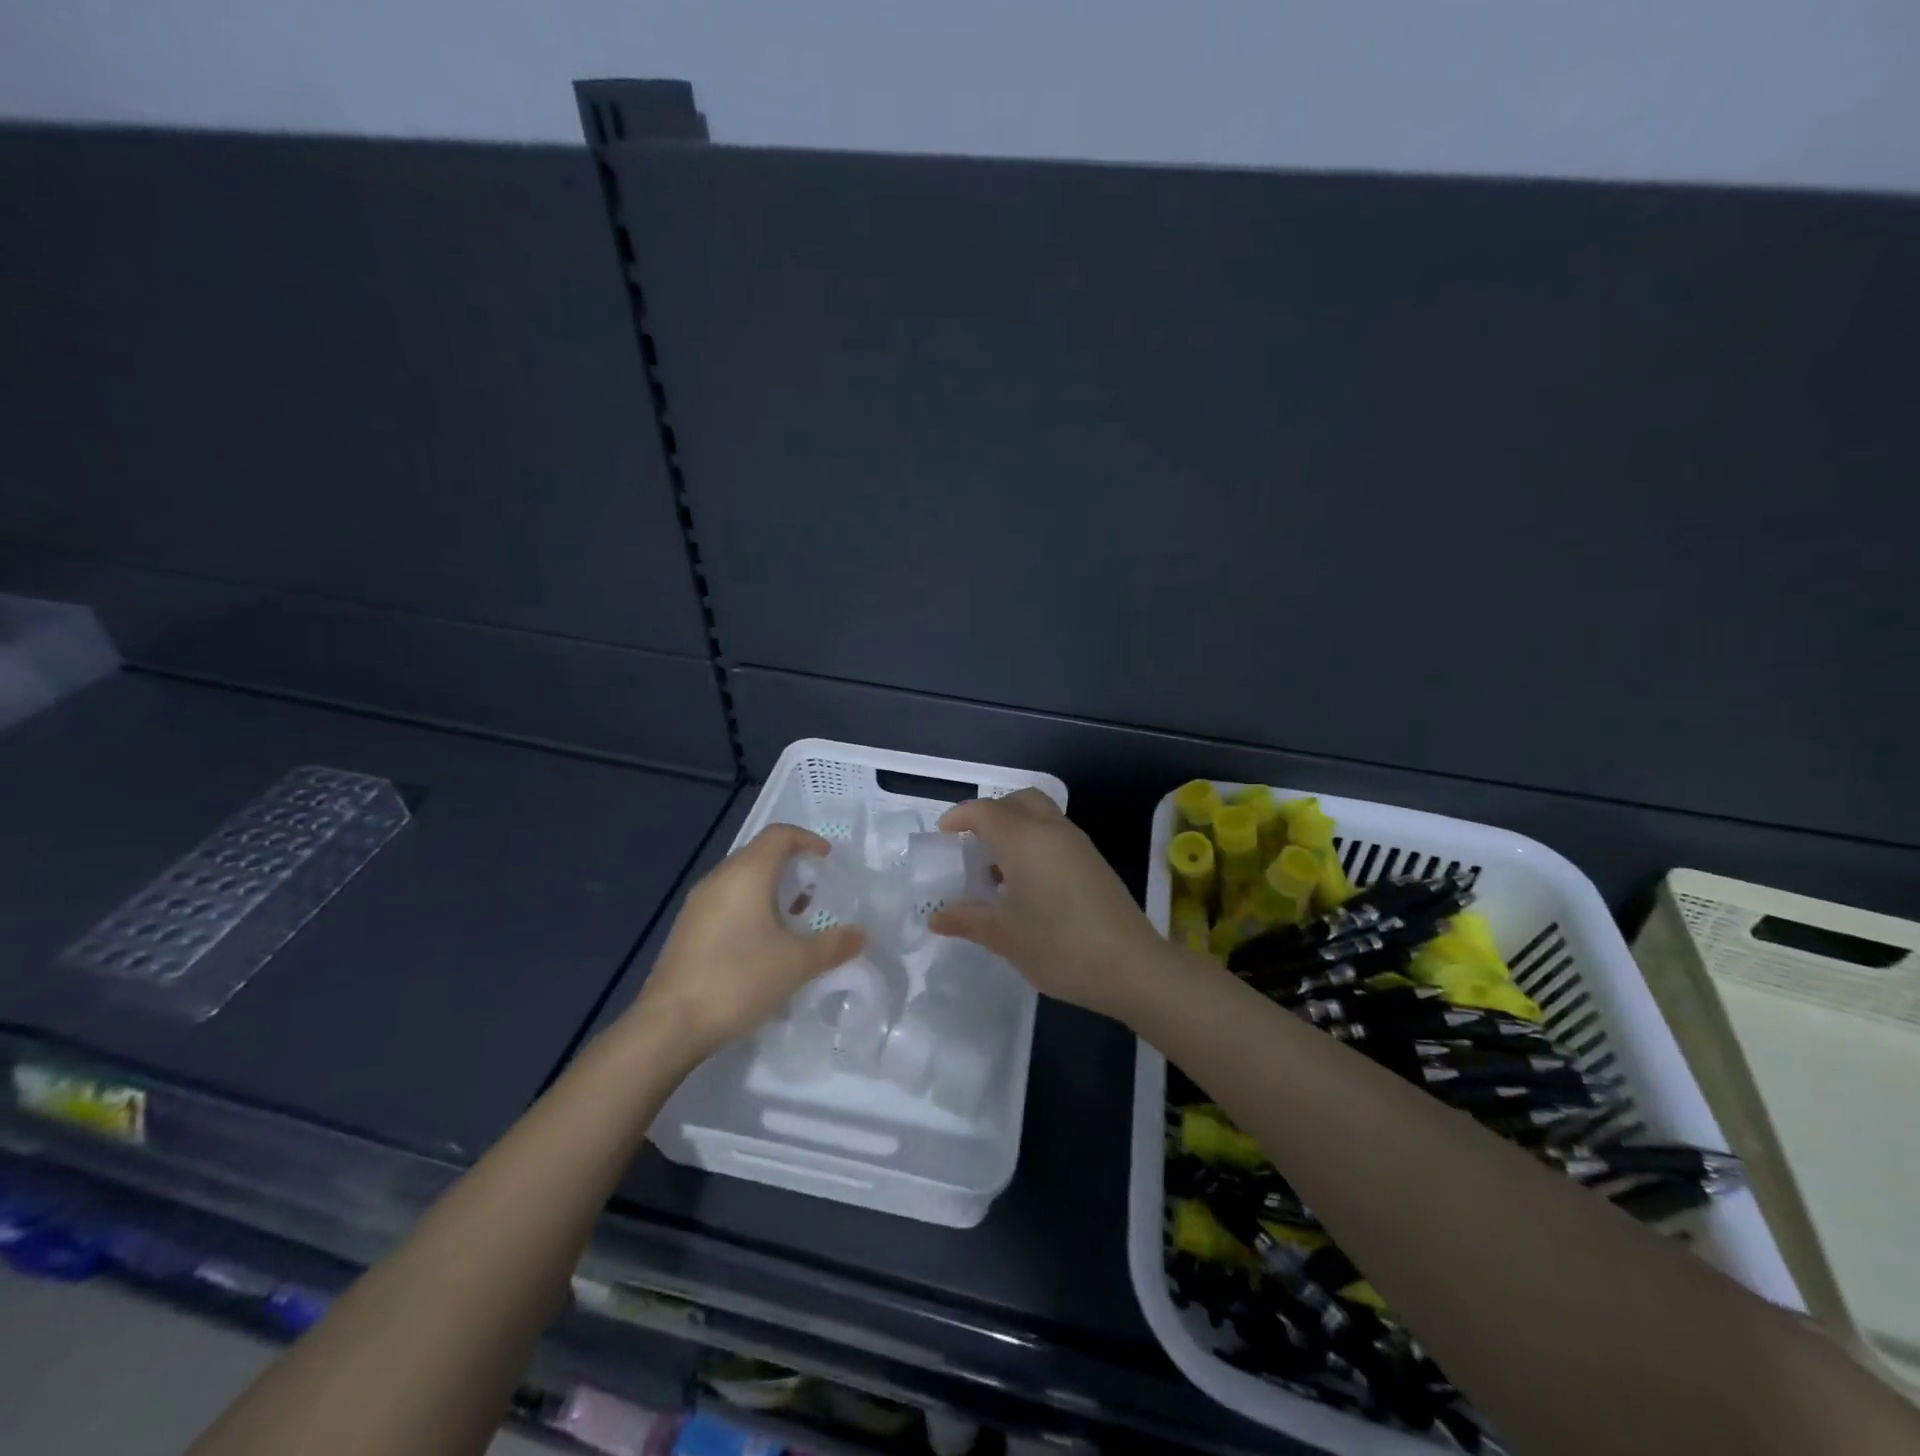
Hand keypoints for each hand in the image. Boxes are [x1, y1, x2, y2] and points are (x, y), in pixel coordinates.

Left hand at [632, 825, 864, 1051]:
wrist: (670, 1024)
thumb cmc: (738, 980)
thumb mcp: (796, 964)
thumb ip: (833, 945)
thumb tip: (862, 934)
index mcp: (746, 874)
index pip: (779, 835)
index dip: (807, 840)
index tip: (828, 861)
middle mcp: (719, 878)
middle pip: (759, 854)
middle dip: (791, 866)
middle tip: (816, 891)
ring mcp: (698, 903)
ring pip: (741, 879)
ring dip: (771, 889)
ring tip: (794, 919)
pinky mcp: (687, 927)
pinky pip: (726, 900)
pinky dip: (750, 906)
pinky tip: (762, 942)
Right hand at [927, 789, 1170, 1020]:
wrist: (1132, 966)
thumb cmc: (1059, 946)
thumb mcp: (1005, 936)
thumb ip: (968, 919)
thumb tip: (936, 917)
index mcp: (1024, 839)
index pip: (984, 811)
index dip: (959, 817)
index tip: (943, 836)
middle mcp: (1051, 830)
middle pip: (1018, 800)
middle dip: (991, 813)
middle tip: (972, 844)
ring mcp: (1078, 844)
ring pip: (1040, 815)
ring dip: (1015, 828)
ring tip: (996, 869)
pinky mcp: (1094, 861)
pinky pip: (1056, 835)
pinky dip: (1035, 843)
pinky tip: (1027, 884)